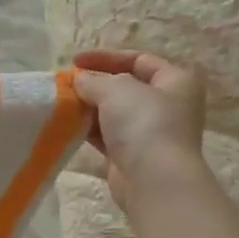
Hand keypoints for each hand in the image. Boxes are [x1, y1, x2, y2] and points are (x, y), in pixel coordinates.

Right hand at [73, 49, 206, 213]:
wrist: (154, 180)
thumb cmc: (144, 123)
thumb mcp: (116, 89)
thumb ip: (94, 80)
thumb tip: (79, 80)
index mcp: (176, 81)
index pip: (139, 60)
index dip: (106, 57)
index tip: (75, 62)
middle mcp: (168, 105)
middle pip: (126, 87)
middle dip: (95, 84)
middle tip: (67, 84)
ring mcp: (151, 133)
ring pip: (114, 113)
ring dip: (89, 107)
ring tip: (63, 104)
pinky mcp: (133, 156)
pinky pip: (107, 136)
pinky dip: (89, 129)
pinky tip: (68, 125)